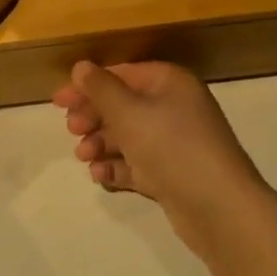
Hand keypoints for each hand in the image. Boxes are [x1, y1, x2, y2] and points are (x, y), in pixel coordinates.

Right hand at [53, 61, 269, 256]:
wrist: (219, 208)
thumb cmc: (171, 147)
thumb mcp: (129, 113)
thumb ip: (101, 89)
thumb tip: (81, 66)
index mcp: (169, 83)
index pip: (122, 74)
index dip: (88, 86)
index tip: (57, 102)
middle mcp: (174, 107)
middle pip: (124, 105)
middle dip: (94, 117)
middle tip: (72, 131)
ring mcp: (176, 142)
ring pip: (129, 136)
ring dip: (102, 143)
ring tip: (84, 157)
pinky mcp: (174, 174)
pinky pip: (138, 163)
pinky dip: (118, 167)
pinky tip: (100, 175)